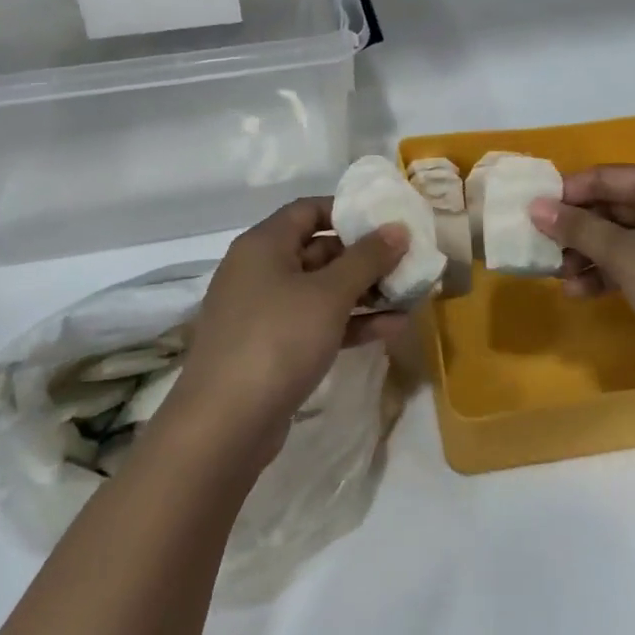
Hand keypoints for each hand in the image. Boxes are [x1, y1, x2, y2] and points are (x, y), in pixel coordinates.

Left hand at [170, 198, 407, 461]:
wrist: (225, 425)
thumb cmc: (278, 339)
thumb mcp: (329, 294)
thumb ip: (367, 258)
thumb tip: (398, 228)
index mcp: (263, 245)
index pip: (307, 209)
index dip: (347, 210)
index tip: (386, 221)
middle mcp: (259, 271)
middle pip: (317, 250)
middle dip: (364, 257)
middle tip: (406, 262)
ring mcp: (263, 312)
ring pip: (320, 291)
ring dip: (363, 293)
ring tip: (409, 296)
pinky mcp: (271, 349)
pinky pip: (315, 323)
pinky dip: (349, 323)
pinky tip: (391, 328)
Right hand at [528, 166, 634, 376]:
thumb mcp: (625, 255)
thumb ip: (578, 228)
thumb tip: (536, 206)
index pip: (607, 177)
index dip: (567, 192)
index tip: (531, 212)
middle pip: (614, 207)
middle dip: (576, 230)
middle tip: (541, 249)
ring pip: (623, 239)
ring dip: (589, 256)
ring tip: (558, 277)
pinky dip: (609, 274)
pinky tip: (580, 293)